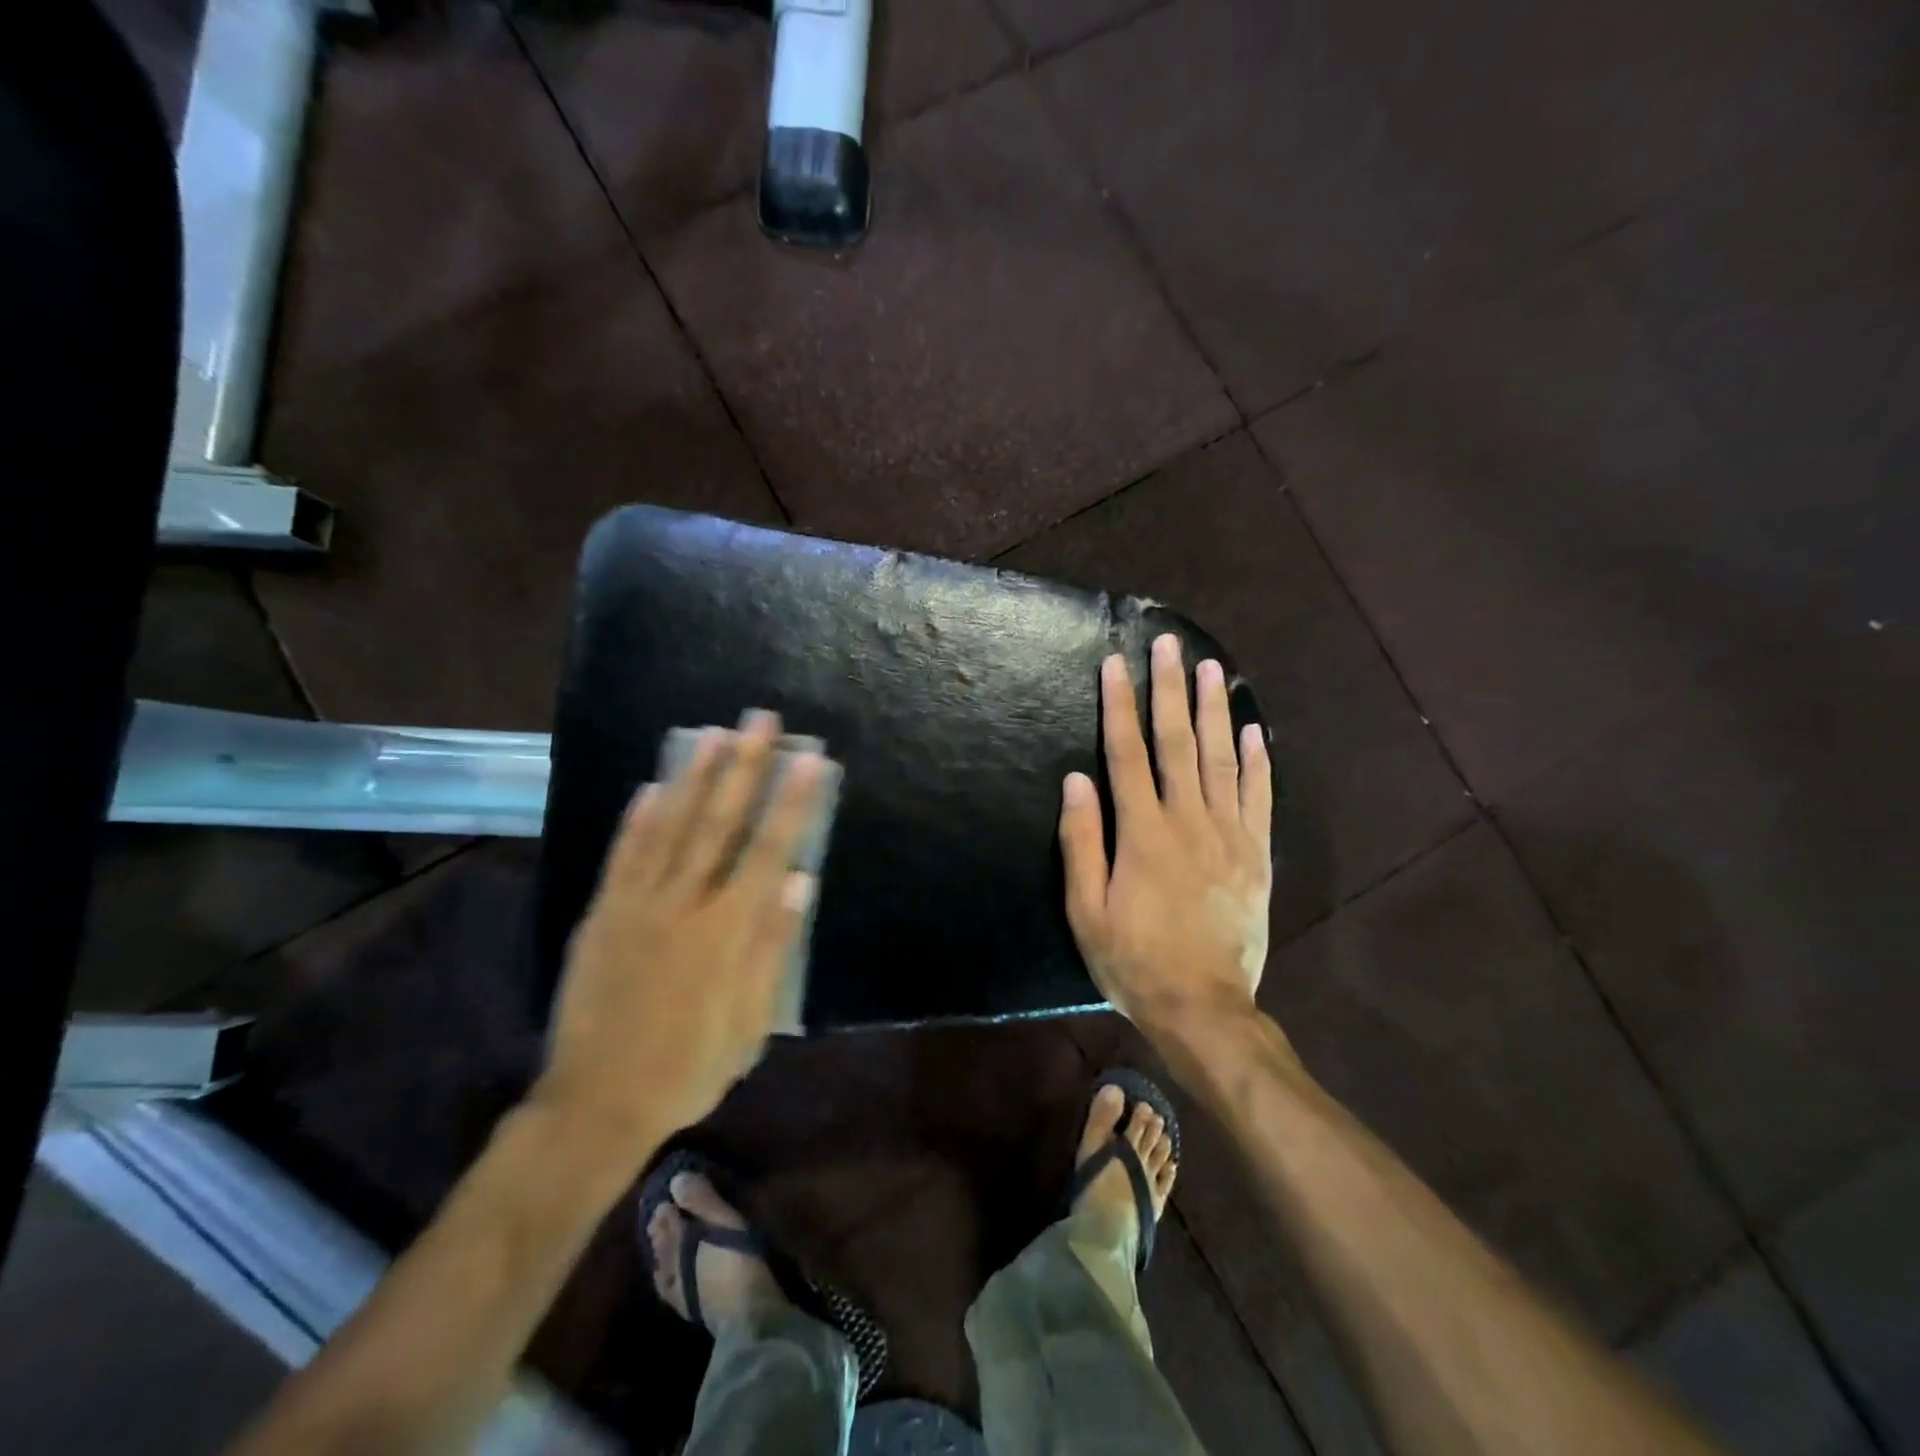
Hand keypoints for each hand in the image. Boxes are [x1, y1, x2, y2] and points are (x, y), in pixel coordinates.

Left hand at [535, 712, 823, 1158]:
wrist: (599, 1103)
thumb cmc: (691, 1067)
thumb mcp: (751, 1022)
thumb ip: (773, 946)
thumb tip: (801, 881)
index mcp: (728, 931)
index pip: (769, 850)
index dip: (792, 801)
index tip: (808, 759)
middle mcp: (684, 904)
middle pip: (719, 823)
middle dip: (744, 767)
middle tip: (759, 720)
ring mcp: (637, 905)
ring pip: (671, 827)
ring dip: (695, 777)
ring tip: (713, 734)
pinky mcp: (602, 916)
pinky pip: (623, 857)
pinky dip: (638, 819)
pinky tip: (651, 786)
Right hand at [1059, 634, 1273, 1037]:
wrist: (1204, 1008)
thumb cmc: (1133, 961)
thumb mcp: (1087, 911)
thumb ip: (1081, 843)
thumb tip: (1076, 780)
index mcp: (1143, 833)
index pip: (1127, 754)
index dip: (1120, 705)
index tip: (1116, 664)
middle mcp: (1188, 821)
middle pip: (1177, 743)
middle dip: (1170, 690)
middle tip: (1169, 644)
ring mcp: (1229, 836)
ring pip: (1221, 760)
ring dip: (1215, 711)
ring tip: (1210, 669)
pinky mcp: (1256, 855)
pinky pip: (1259, 798)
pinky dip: (1257, 762)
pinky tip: (1254, 732)